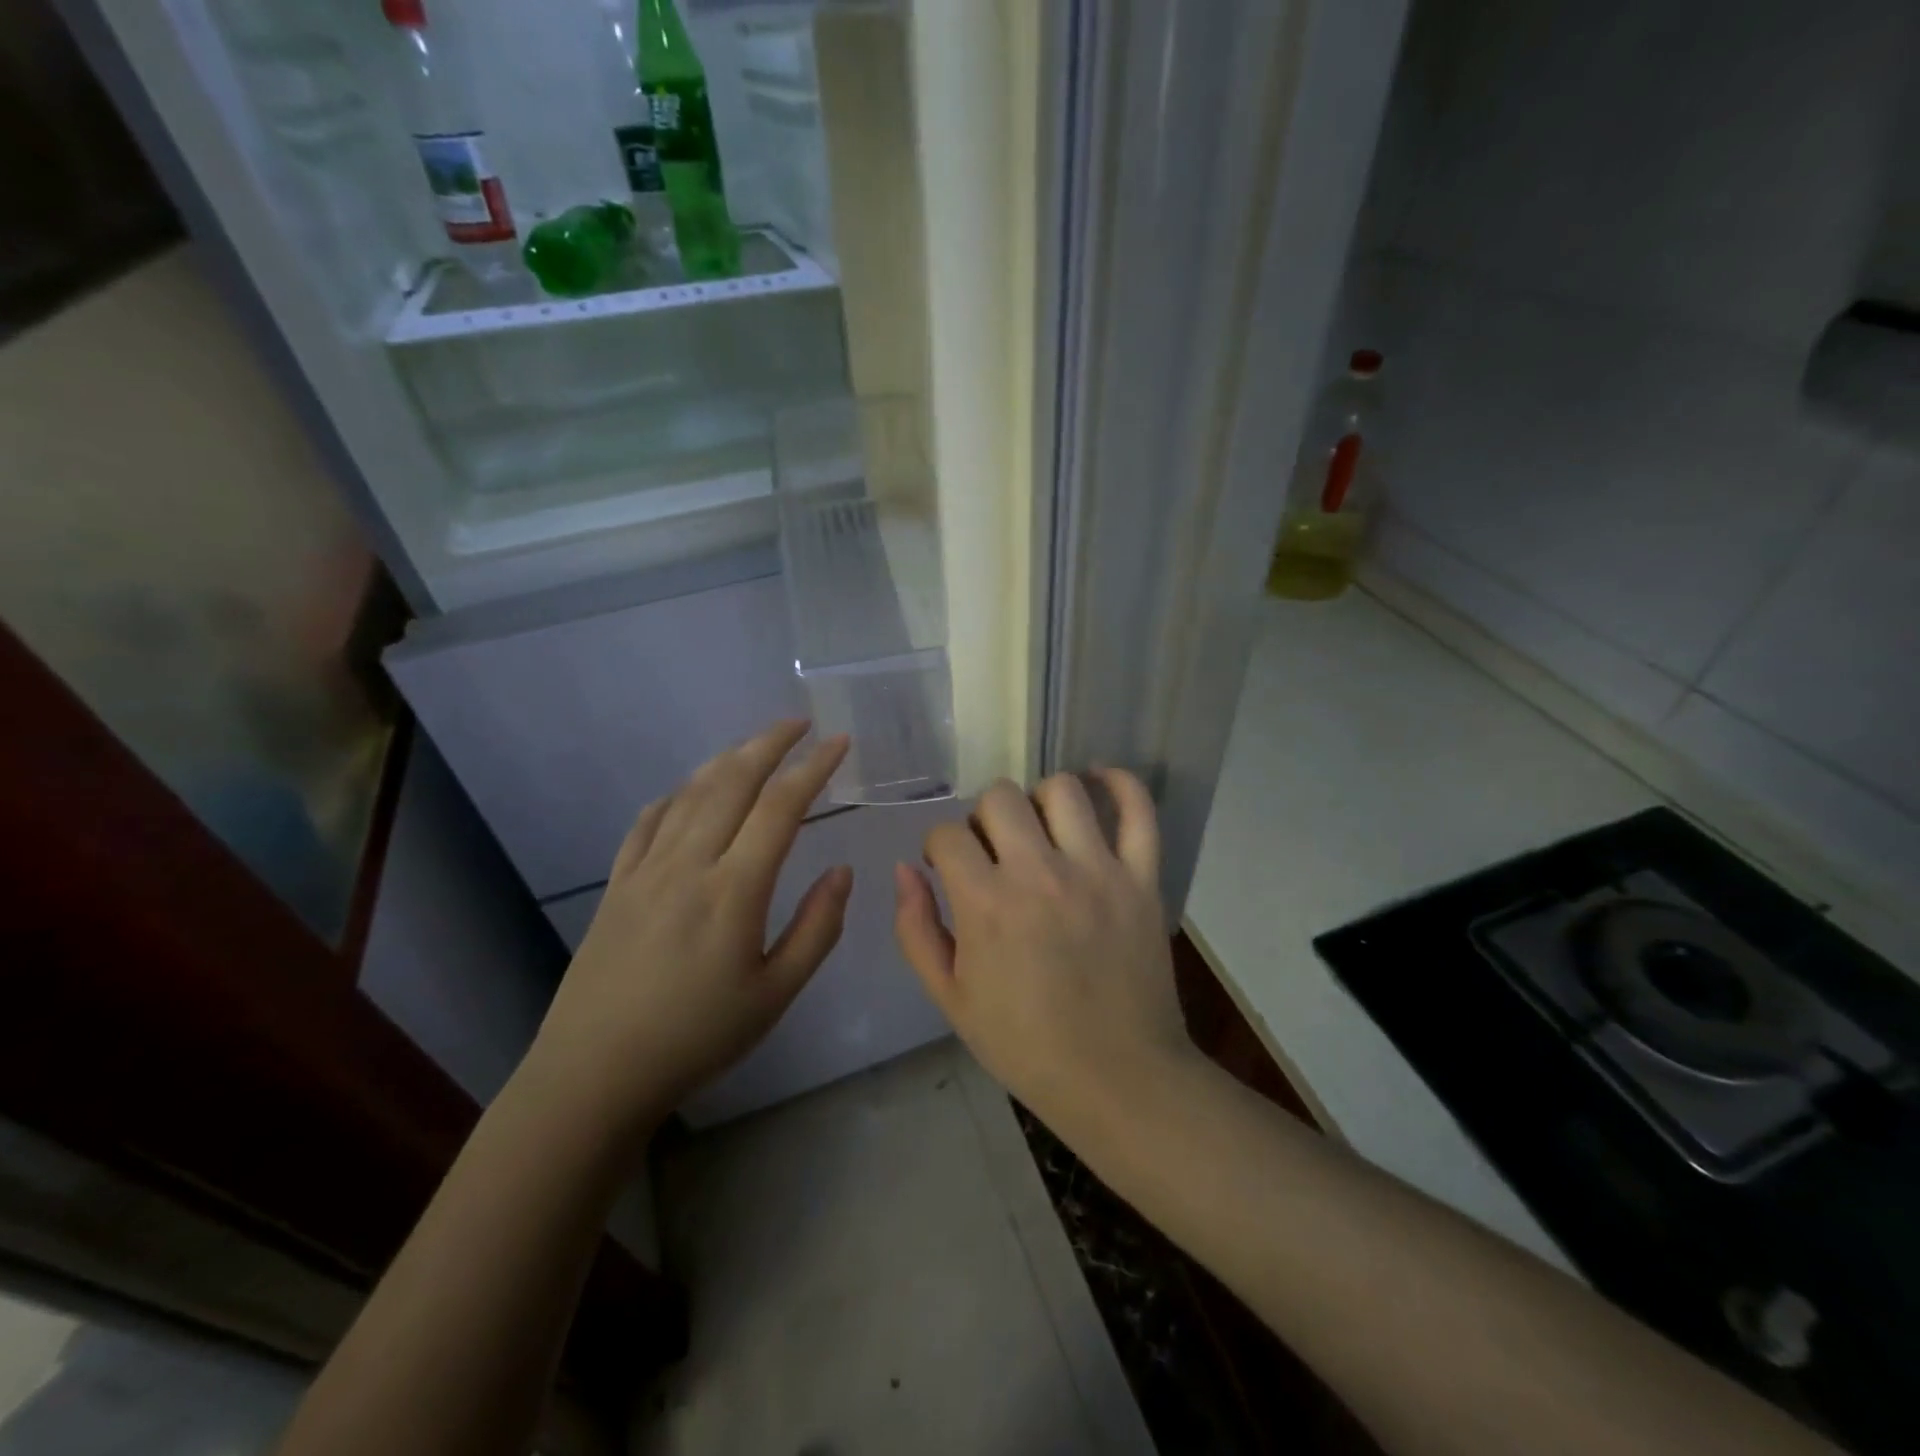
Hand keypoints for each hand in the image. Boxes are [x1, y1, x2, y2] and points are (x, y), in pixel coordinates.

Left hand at [529, 721, 851, 1132]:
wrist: (594, 1073)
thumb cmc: (697, 1038)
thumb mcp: (775, 995)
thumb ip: (816, 928)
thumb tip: (841, 871)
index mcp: (734, 890)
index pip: (781, 807)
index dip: (813, 768)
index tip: (838, 742)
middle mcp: (688, 864)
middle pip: (732, 782)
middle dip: (769, 743)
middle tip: (799, 723)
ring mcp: (645, 869)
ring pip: (690, 794)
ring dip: (727, 760)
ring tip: (755, 746)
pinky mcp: (616, 884)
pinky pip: (648, 821)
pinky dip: (677, 795)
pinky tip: (689, 793)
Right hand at [892, 771, 1198, 1137]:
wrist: (1116, 1078)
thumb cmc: (1025, 1044)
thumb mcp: (951, 998)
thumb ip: (916, 929)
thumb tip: (905, 870)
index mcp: (987, 905)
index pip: (948, 834)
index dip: (940, 846)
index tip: (949, 867)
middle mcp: (1040, 873)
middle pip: (999, 796)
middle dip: (983, 817)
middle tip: (993, 850)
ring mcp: (1097, 871)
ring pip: (1061, 790)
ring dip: (1038, 800)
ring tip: (1040, 829)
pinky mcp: (1142, 878)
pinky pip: (1138, 809)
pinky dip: (1118, 783)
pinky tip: (1097, 781)